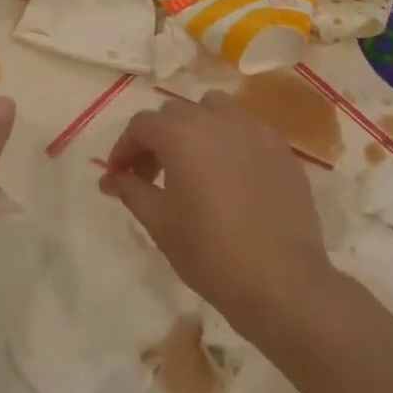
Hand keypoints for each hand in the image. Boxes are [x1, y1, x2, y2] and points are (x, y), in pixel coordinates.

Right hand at [99, 91, 337, 342]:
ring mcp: (255, 133)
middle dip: (156, 138)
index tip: (118, 176)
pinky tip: (230, 175)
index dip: (124, 148)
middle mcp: (218, 122)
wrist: (282, 282)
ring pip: (215, 109)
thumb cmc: (210, 252)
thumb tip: (110, 179)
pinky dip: (229, 140)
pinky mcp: (282, 151)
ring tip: (192, 163)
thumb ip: (130, 190)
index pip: (142, 125)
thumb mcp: (159, 222)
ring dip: (195, 127)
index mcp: (182, 136)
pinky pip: (246, 130)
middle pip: (175, 113)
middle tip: (150, 175)